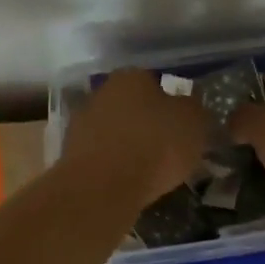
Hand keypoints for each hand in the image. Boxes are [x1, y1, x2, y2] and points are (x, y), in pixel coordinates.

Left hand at [61, 68, 210, 207]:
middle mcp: (102, 92)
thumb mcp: (194, 123)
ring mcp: (82, 123)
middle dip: (147, 122)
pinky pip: (102, 155)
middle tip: (167, 147)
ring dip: (128, 144)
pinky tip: (128, 182)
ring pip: (114, 130)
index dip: (171, 103)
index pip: (155, 82)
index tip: (182, 125)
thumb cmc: (155, 145)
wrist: (103, 186)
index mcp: (132, 76)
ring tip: (149, 170)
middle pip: (131, 105)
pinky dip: (114, 165)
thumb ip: (194, 109)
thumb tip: (189, 105)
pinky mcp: (70, 153)